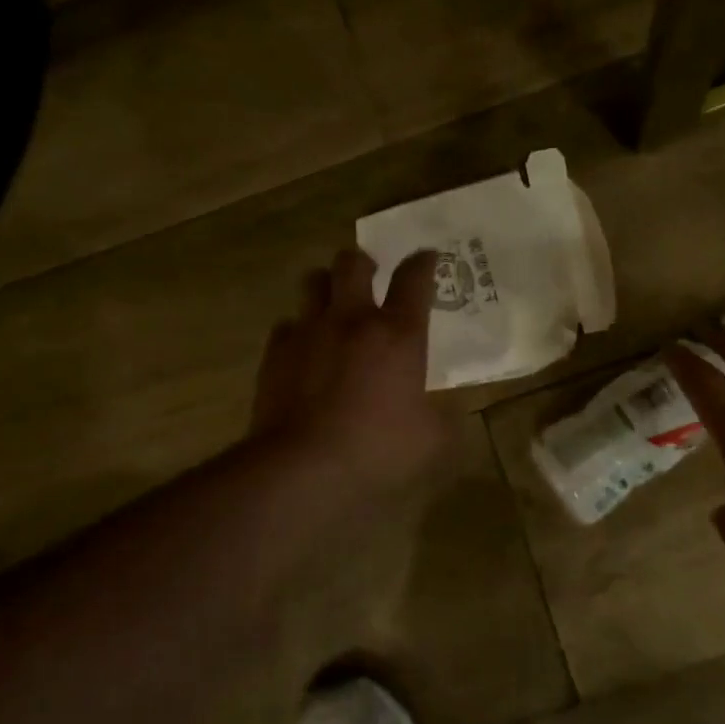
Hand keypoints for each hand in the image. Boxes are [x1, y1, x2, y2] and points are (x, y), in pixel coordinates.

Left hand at [250, 247, 449, 491]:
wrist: (302, 467)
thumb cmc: (377, 448)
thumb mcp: (432, 440)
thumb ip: (445, 417)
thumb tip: (448, 409)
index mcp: (398, 334)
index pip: (414, 279)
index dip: (423, 262)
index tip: (427, 256)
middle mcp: (352, 320)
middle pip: (353, 264)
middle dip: (363, 262)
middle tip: (370, 274)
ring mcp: (309, 332)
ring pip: (313, 282)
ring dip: (326, 286)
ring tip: (333, 302)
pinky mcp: (276, 353)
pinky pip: (287, 325)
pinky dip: (298, 331)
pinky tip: (304, 350)